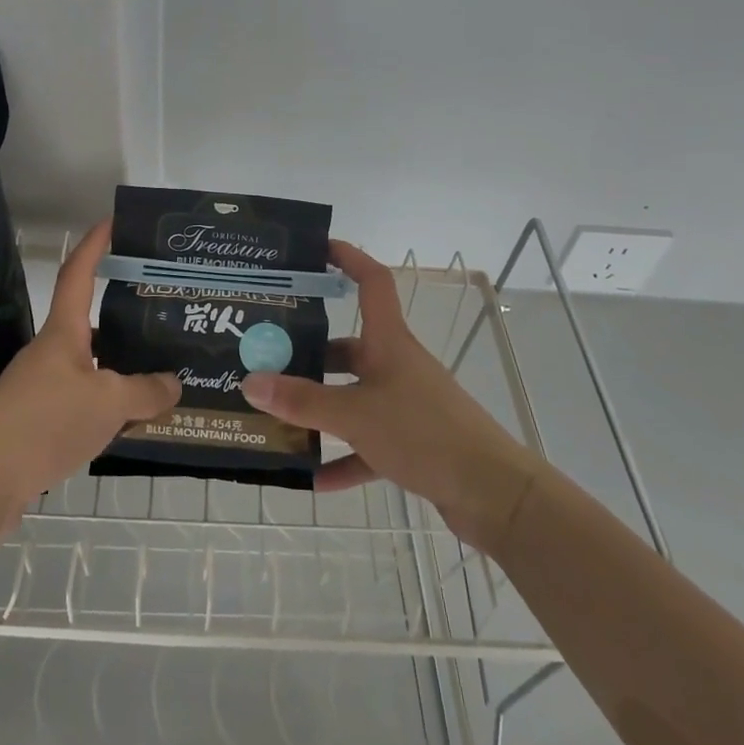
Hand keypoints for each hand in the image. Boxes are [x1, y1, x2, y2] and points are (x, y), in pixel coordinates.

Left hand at [0, 220, 178, 505]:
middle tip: (160, 315)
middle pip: (90, 324)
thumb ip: (145, 391)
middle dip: (123, 318)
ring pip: (90, 368)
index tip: (112, 221)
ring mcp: (41, 389)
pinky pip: (82, 403)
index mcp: (63, 333)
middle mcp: (51, 354)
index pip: (78, 274)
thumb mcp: (107, 403)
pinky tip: (131, 422)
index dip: (94, 245)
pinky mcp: (38, 423)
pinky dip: (108, 407)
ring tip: (159, 374)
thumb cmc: (45, 422)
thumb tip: (173, 383)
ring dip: (120, 369)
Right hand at [241, 241, 541, 544]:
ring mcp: (406, 405)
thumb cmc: (425, 434)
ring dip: (320, 409)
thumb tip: (250, 381)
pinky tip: (312, 478)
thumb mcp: (355, 414)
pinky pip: (367, 444)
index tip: (316, 249)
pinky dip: (342, 457)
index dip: (348, 258)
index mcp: (389, 343)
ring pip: (353, 397)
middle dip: (309, 353)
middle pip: (349, 348)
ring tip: (276, 416)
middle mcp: (397, 366)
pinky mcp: (412, 443)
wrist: (493, 495)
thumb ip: (302, 401)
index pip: (372, 282)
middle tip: (265, 357)